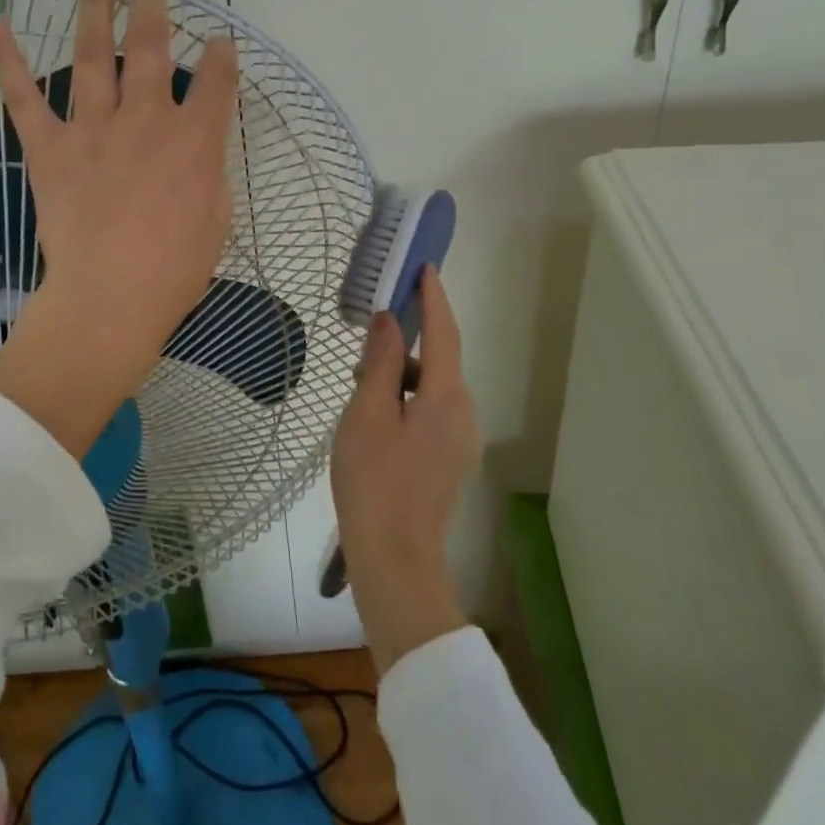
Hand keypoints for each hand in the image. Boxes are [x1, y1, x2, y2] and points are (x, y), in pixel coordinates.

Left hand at [0, 0, 239, 457]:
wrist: (108, 299)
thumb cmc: (173, 271)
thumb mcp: (216, 220)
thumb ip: (209, 172)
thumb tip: (199, 149)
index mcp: (195, 141)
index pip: (218, 82)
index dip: (223, 57)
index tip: (222, 43)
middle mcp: (147, 120)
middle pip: (152, 49)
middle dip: (154, 11)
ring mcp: (94, 128)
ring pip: (95, 56)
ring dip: (96, 12)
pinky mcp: (50, 147)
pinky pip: (24, 96)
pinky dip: (5, 59)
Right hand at [331, 266, 478, 672]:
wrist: (395, 557)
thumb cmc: (373, 480)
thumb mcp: (367, 412)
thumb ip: (381, 362)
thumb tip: (387, 319)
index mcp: (447, 397)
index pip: (444, 332)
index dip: (433, 297)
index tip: (424, 267)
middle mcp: (464, 413)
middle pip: (438, 361)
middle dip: (405, 344)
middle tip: (365, 342)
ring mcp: (460, 439)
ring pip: (432, 388)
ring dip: (400, 377)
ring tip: (360, 388)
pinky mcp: (450, 458)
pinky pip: (431, 411)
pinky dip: (405, 399)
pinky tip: (374, 417)